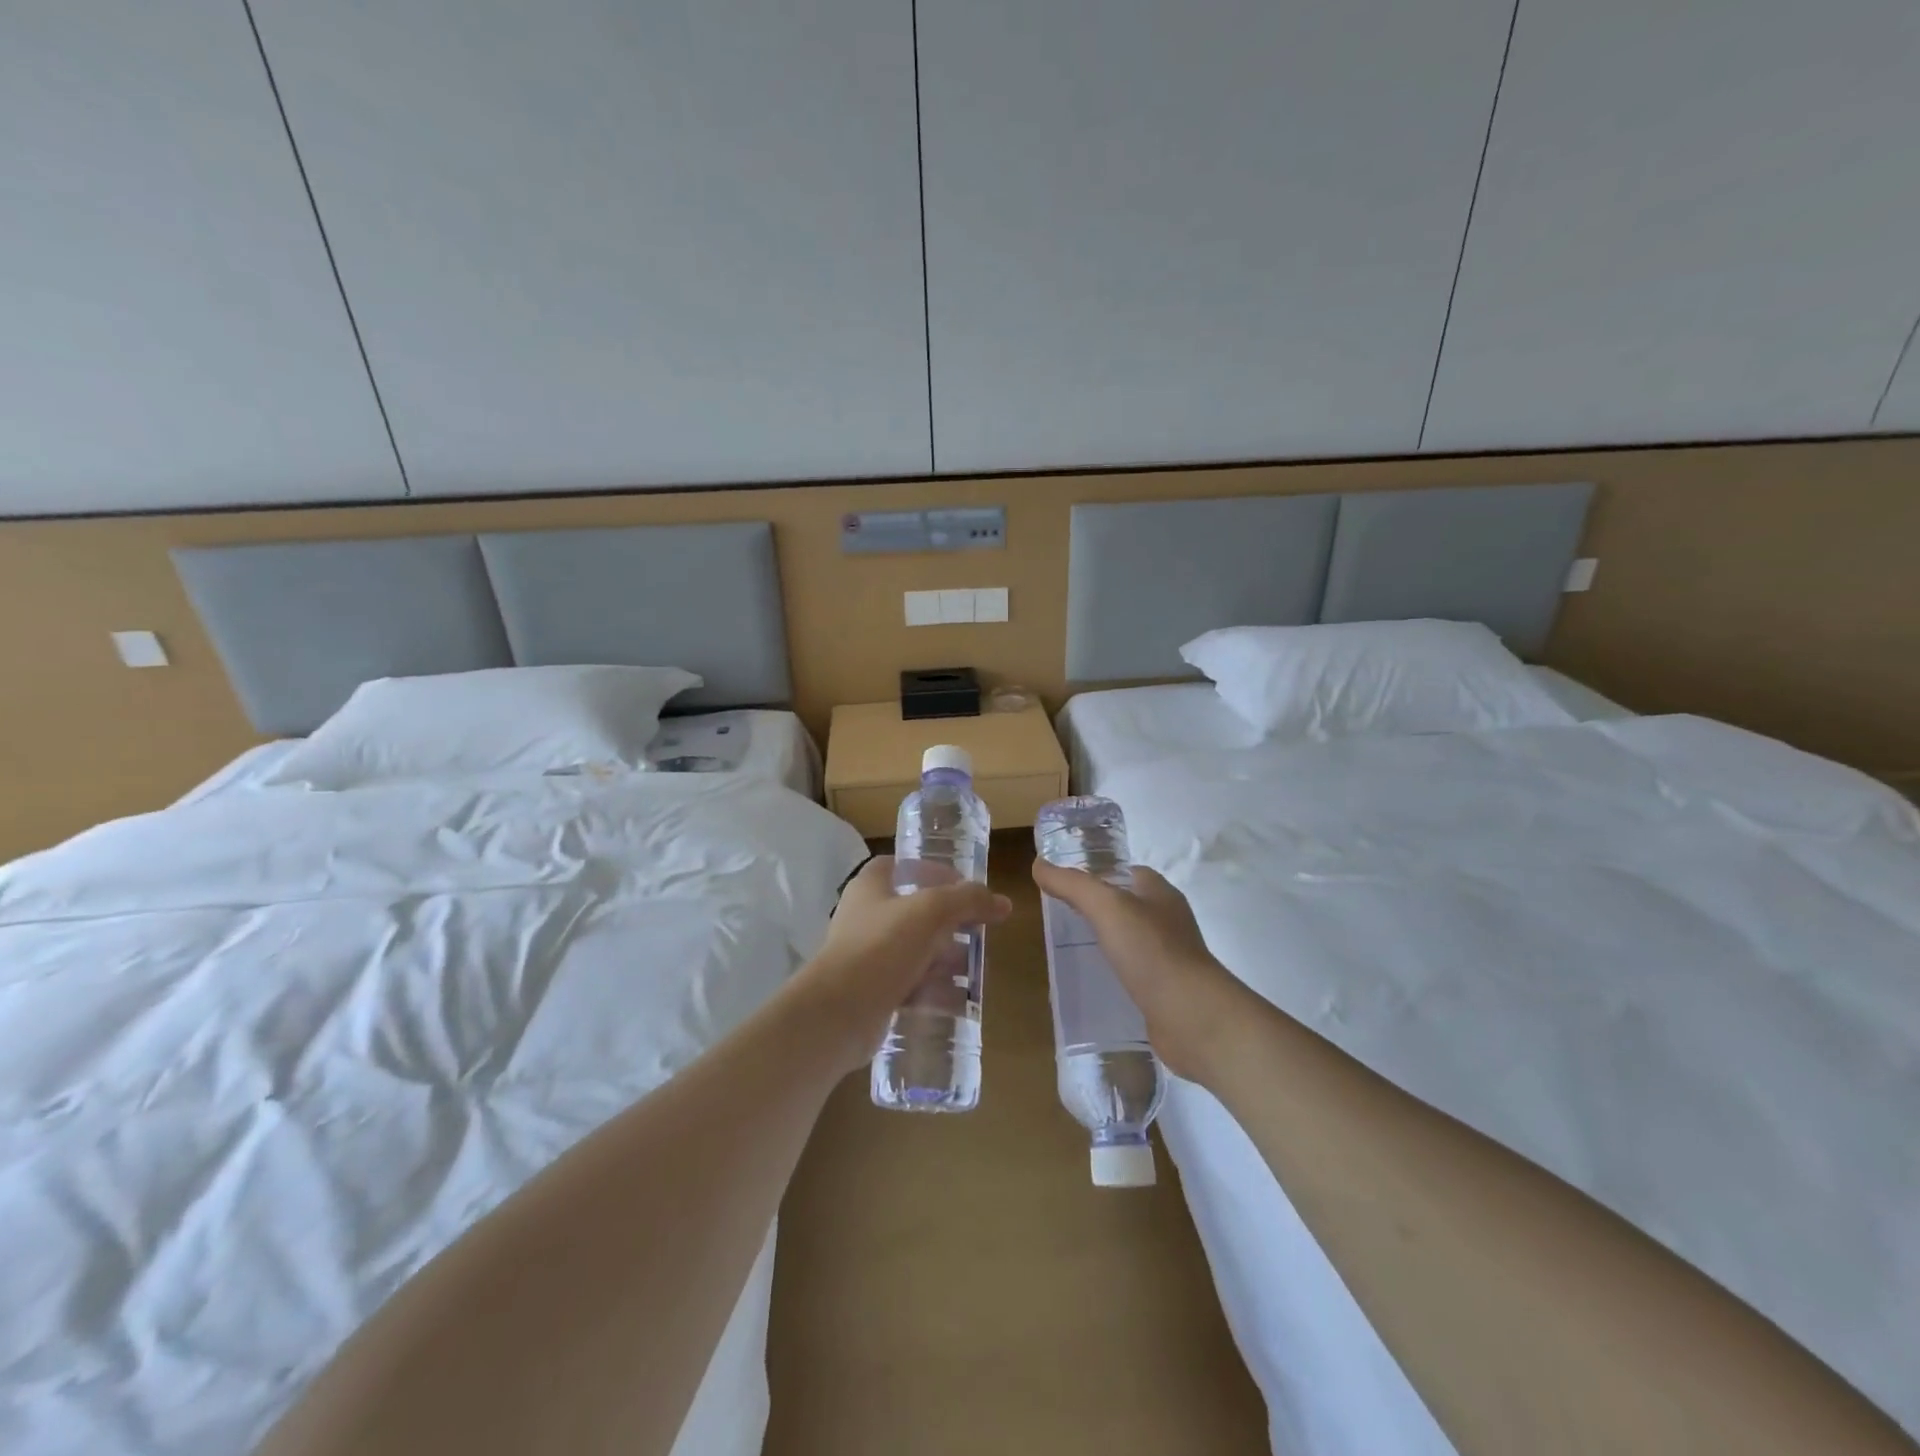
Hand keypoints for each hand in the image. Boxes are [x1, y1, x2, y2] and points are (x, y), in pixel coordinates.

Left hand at [788, 856, 1010, 1074]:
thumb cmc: (882, 946)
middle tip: (978, 932)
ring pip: (914, 951)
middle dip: (949, 922)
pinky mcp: (872, 992)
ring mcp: (867, 956)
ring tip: (974, 970)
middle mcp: (865, 917)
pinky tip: (959, 1000)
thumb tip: (1002, 902)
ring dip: (944, 959)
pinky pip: (910, 986)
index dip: (931, 871)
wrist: (839, 1012)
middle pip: (914, 911)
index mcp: (870, 887)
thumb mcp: (932, 912)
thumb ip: (968, 900)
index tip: (962, 885)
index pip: (900, 866)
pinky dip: (933, 990)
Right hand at [1031, 859, 1253, 1081]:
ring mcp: (1170, 956)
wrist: (1192, 1017)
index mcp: (1160, 893)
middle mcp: (1169, 920)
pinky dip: (1115, 972)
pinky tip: (1093, 980)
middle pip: (1128, 905)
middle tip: (1061, 916)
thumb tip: (1038, 864)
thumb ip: (1072, 885)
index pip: (1126, 872)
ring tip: (1070, 948)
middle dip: (1098, 909)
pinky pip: (1134, 972)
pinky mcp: (1165, 989)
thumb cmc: (1152, 951)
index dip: (1098, 874)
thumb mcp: (1106, 907)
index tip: (1065, 885)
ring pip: (1131, 940)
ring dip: (1106, 941)